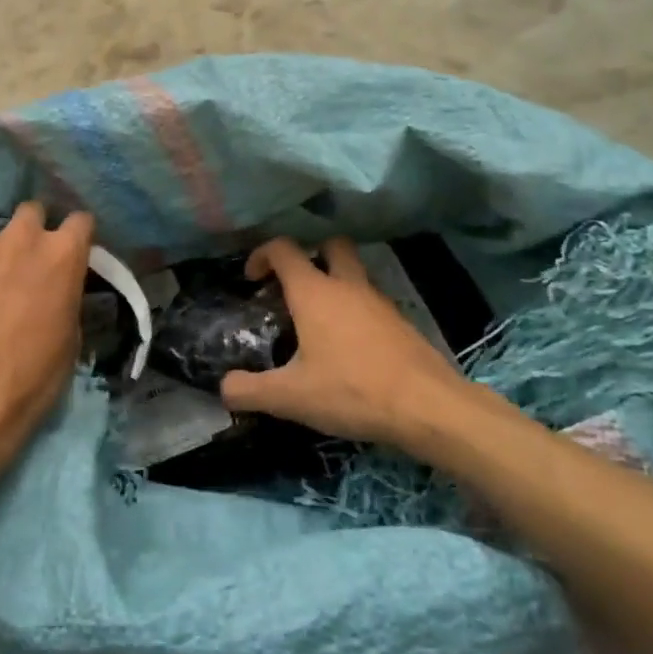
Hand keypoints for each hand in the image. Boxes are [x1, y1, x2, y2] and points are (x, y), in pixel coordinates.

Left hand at [0, 202, 94, 489]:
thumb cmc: (33, 377)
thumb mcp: (70, 336)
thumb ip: (65, 294)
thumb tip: (56, 287)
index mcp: (62, 254)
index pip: (80, 220)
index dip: (75, 236)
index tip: (70, 252)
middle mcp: (21, 237)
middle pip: (30, 212)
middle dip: (30, 232)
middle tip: (22, 266)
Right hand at [220, 238, 495, 453]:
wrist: (428, 407)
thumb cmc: (352, 391)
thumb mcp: (290, 397)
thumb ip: (249, 391)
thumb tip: (224, 389)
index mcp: (315, 292)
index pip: (284, 249)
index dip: (262, 255)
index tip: (251, 279)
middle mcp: (347, 286)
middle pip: (329, 245)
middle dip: (309, 255)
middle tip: (293, 287)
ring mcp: (379, 302)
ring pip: (354, 273)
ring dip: (334, 284)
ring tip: (317, 323)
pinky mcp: (401, 322)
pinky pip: (371, 302)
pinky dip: (355, 311)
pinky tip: (349, 347)